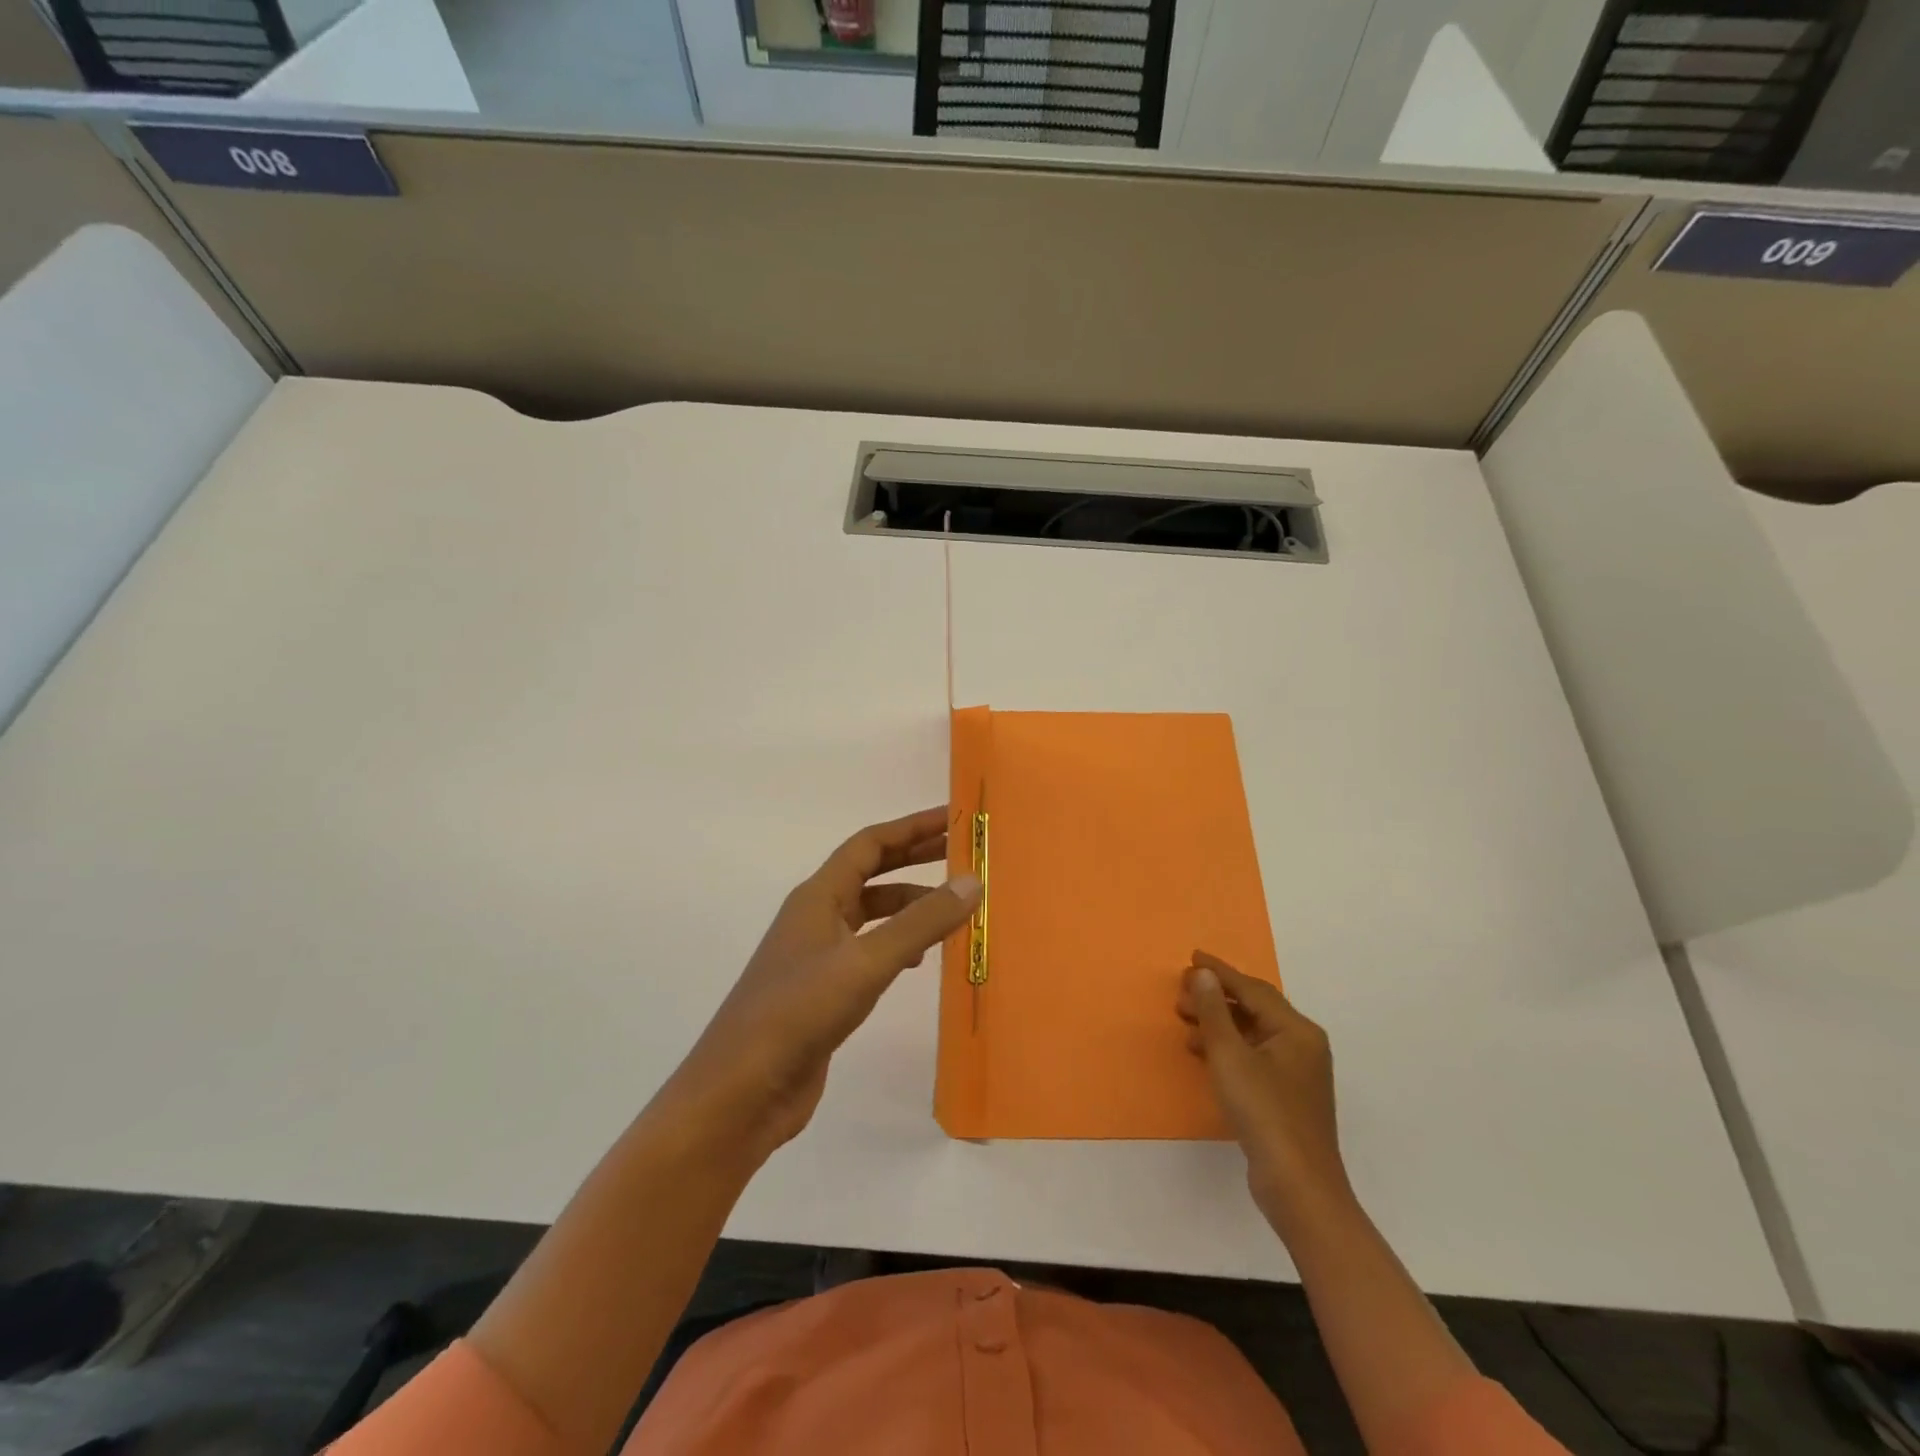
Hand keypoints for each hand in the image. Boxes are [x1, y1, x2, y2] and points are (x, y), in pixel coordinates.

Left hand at [658, 807, 980, 1164]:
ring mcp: (817, 955)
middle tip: (964, 856)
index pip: (870, 844)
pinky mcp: (823, 991)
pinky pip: (869, 950)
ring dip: (910, 905)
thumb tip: (973, 881)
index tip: (955, 821)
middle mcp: (816, 916)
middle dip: (916, 859)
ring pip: (871, 914)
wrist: (740, 1093)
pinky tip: (918, 961)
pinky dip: (898, 944)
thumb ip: (921, 923)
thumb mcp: (866, 963)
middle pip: (872, 873)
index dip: (912, 827)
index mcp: (818, 896)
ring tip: (952, 910)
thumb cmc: (797, 1013)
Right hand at [1179, 951, 1349, 1233]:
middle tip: (1180, 994)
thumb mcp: (1230, 1055)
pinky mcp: (1287, 1096)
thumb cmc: (1264, 1112)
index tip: (1192, 957)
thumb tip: (1204, 974)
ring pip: (1252, 1033)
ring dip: (1218, 1023)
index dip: (1220, 972)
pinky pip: (1253, 1055)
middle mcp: (1302, 1045)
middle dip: (1216, 998)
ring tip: (1185, 1021)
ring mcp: (1297, 1072)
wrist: (1298, 1186)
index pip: (1252, 988)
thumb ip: (1215, 1010)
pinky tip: (1203, 1053)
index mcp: (1296, 1030)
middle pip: (1254, 1008)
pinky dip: (1227, 1048)